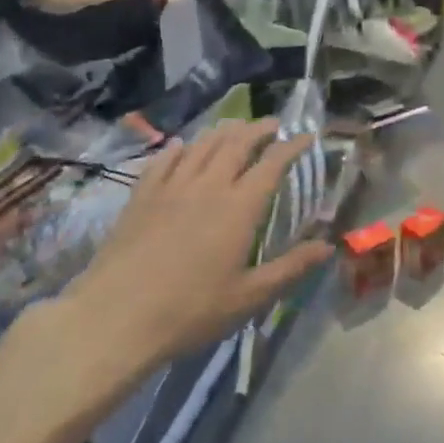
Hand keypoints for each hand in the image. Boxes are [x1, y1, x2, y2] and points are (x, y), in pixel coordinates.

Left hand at [17, 120, 332, 432]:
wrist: (115, 318)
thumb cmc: (191, 311)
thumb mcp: (250, 297)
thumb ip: (291, 267)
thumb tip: (328, 246)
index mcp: (240, 207)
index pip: (273, 163)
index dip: (292, 146)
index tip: (307, 136)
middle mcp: (208, 186)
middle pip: (237, 144)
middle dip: (259, 129)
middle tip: (273, 124)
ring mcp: (171, 188)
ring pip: (202, 146)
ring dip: (224, 132)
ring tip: (236, 128)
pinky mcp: (141, 197)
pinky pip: (164, 160)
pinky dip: (180, 148)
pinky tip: (183, 147)